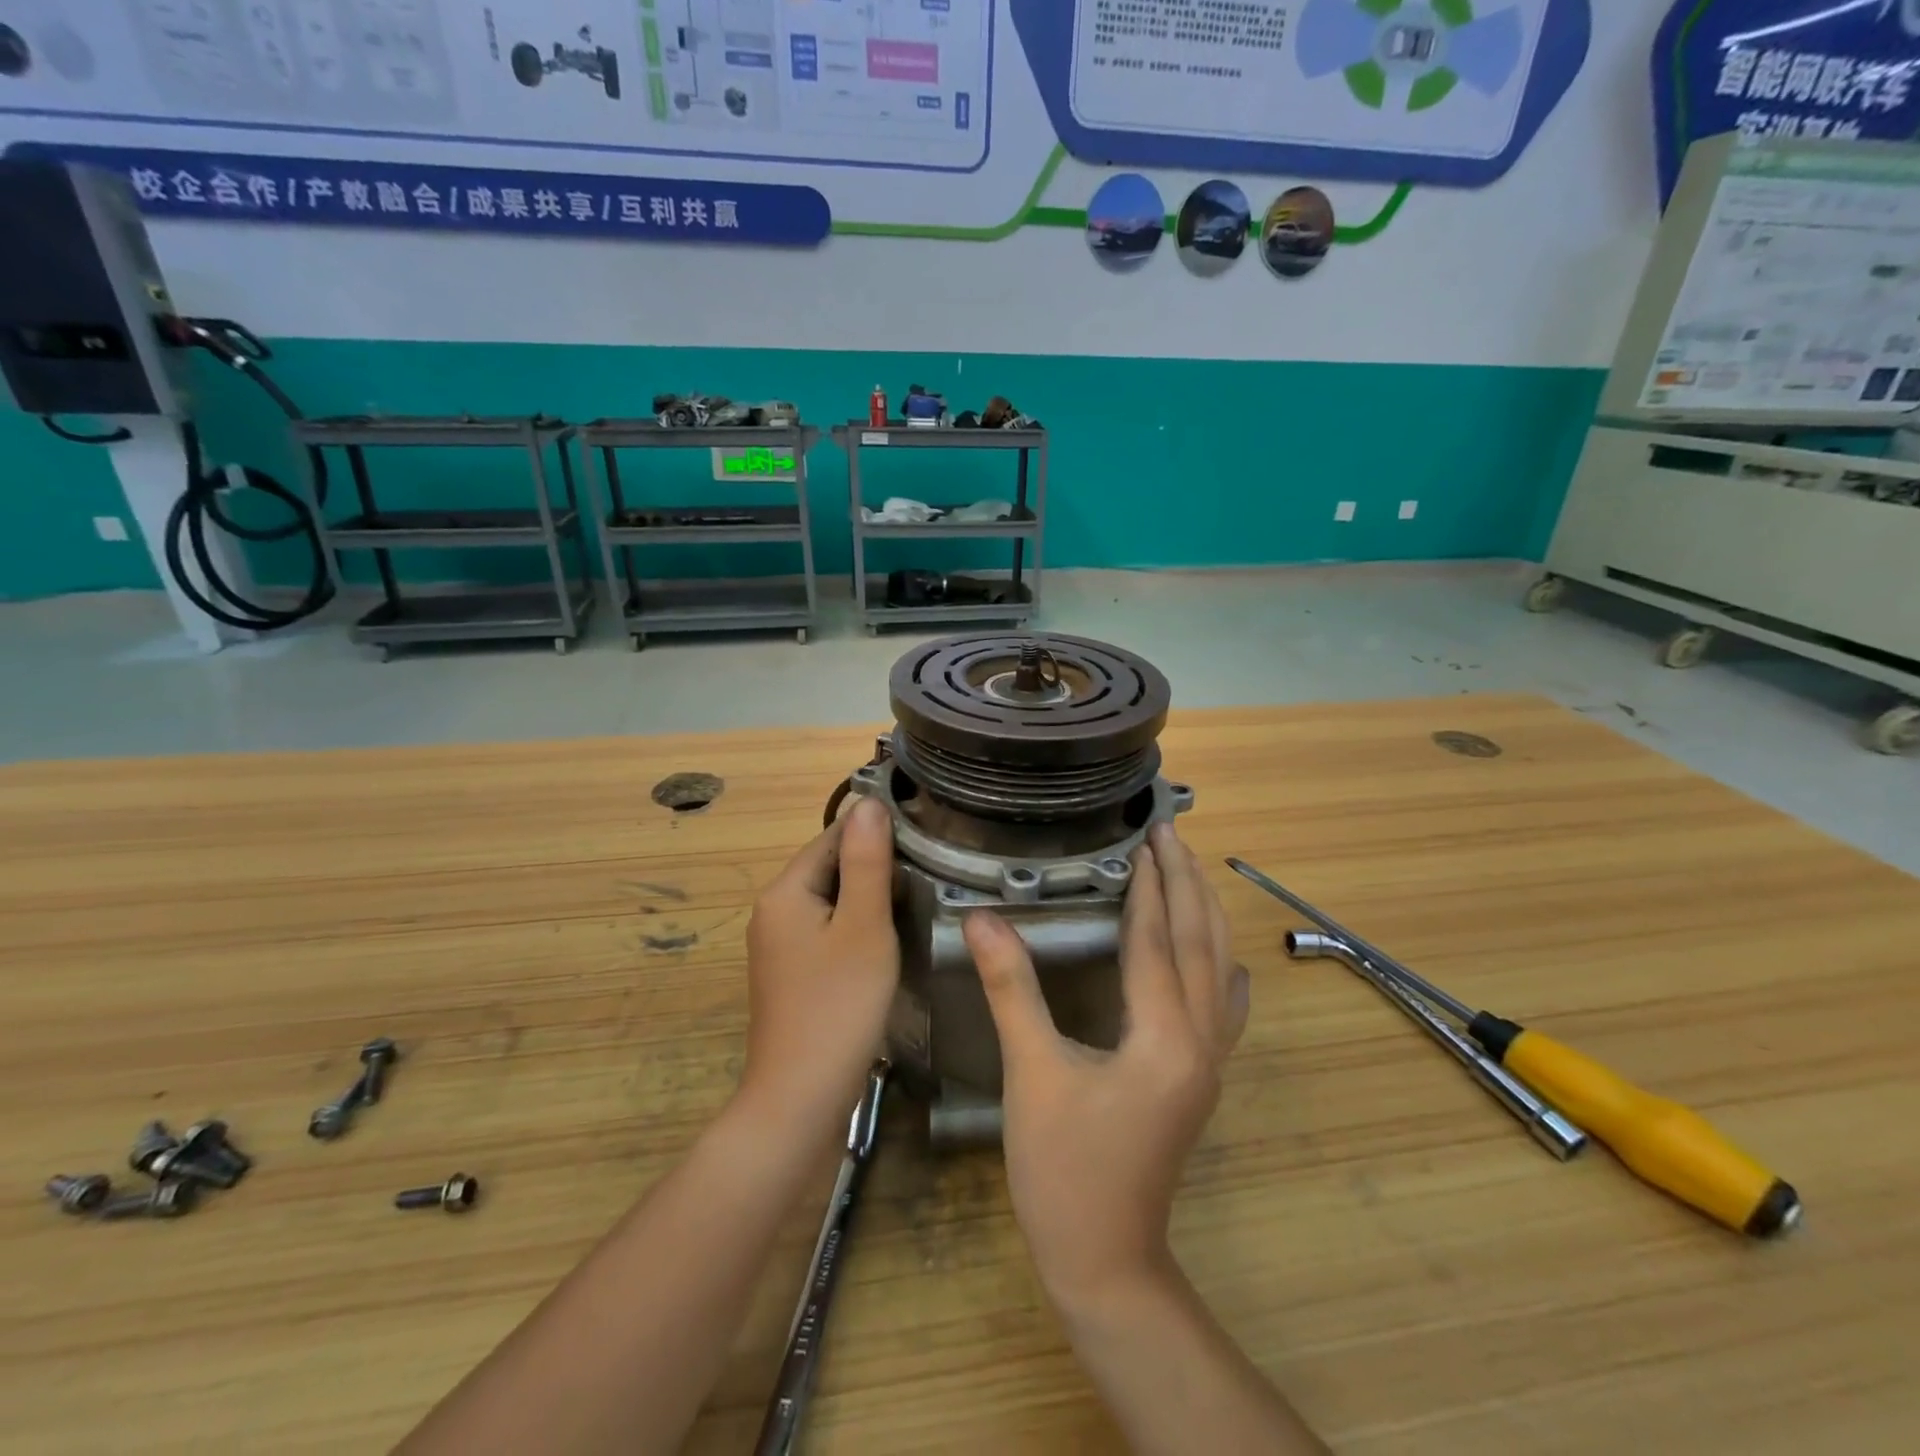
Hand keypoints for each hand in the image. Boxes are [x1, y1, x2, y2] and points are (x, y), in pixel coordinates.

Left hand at [738, 796, 899, 1142]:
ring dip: (868, 897)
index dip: (875, 832)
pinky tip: (886, 939)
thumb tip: (869, 803)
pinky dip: (856, 927)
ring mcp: (779, 946)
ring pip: (830, 901)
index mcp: (784, 892)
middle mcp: (774, 911)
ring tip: (916, 899)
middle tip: (928, 871)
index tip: (923, 836)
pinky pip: (827, 931)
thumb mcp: (864, 927)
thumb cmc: (838, 1006)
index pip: (832, 837)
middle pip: (829, 867)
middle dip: (874, 865)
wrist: (800, 1099)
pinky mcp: (791, 974)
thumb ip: (867, 863)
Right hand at [964, 821, 1248, 1308]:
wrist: (1106, 1261)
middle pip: (1201, 945)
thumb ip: (1012, 989)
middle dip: (1187, 884)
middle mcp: (1199, 1042)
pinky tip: (1221, 959)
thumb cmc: (1063, 1170)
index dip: (1149, 886)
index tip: (1143, 838)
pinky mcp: (1199, 1079)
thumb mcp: (1032, 1075)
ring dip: (1205, 915)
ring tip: (1190, 871)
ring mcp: (1207, 1063)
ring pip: (1218, 971)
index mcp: (1163, 1036)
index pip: (1157, 941)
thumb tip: (982, 918)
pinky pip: (1223, 1007)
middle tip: (1171, 834)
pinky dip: (1220, 966)